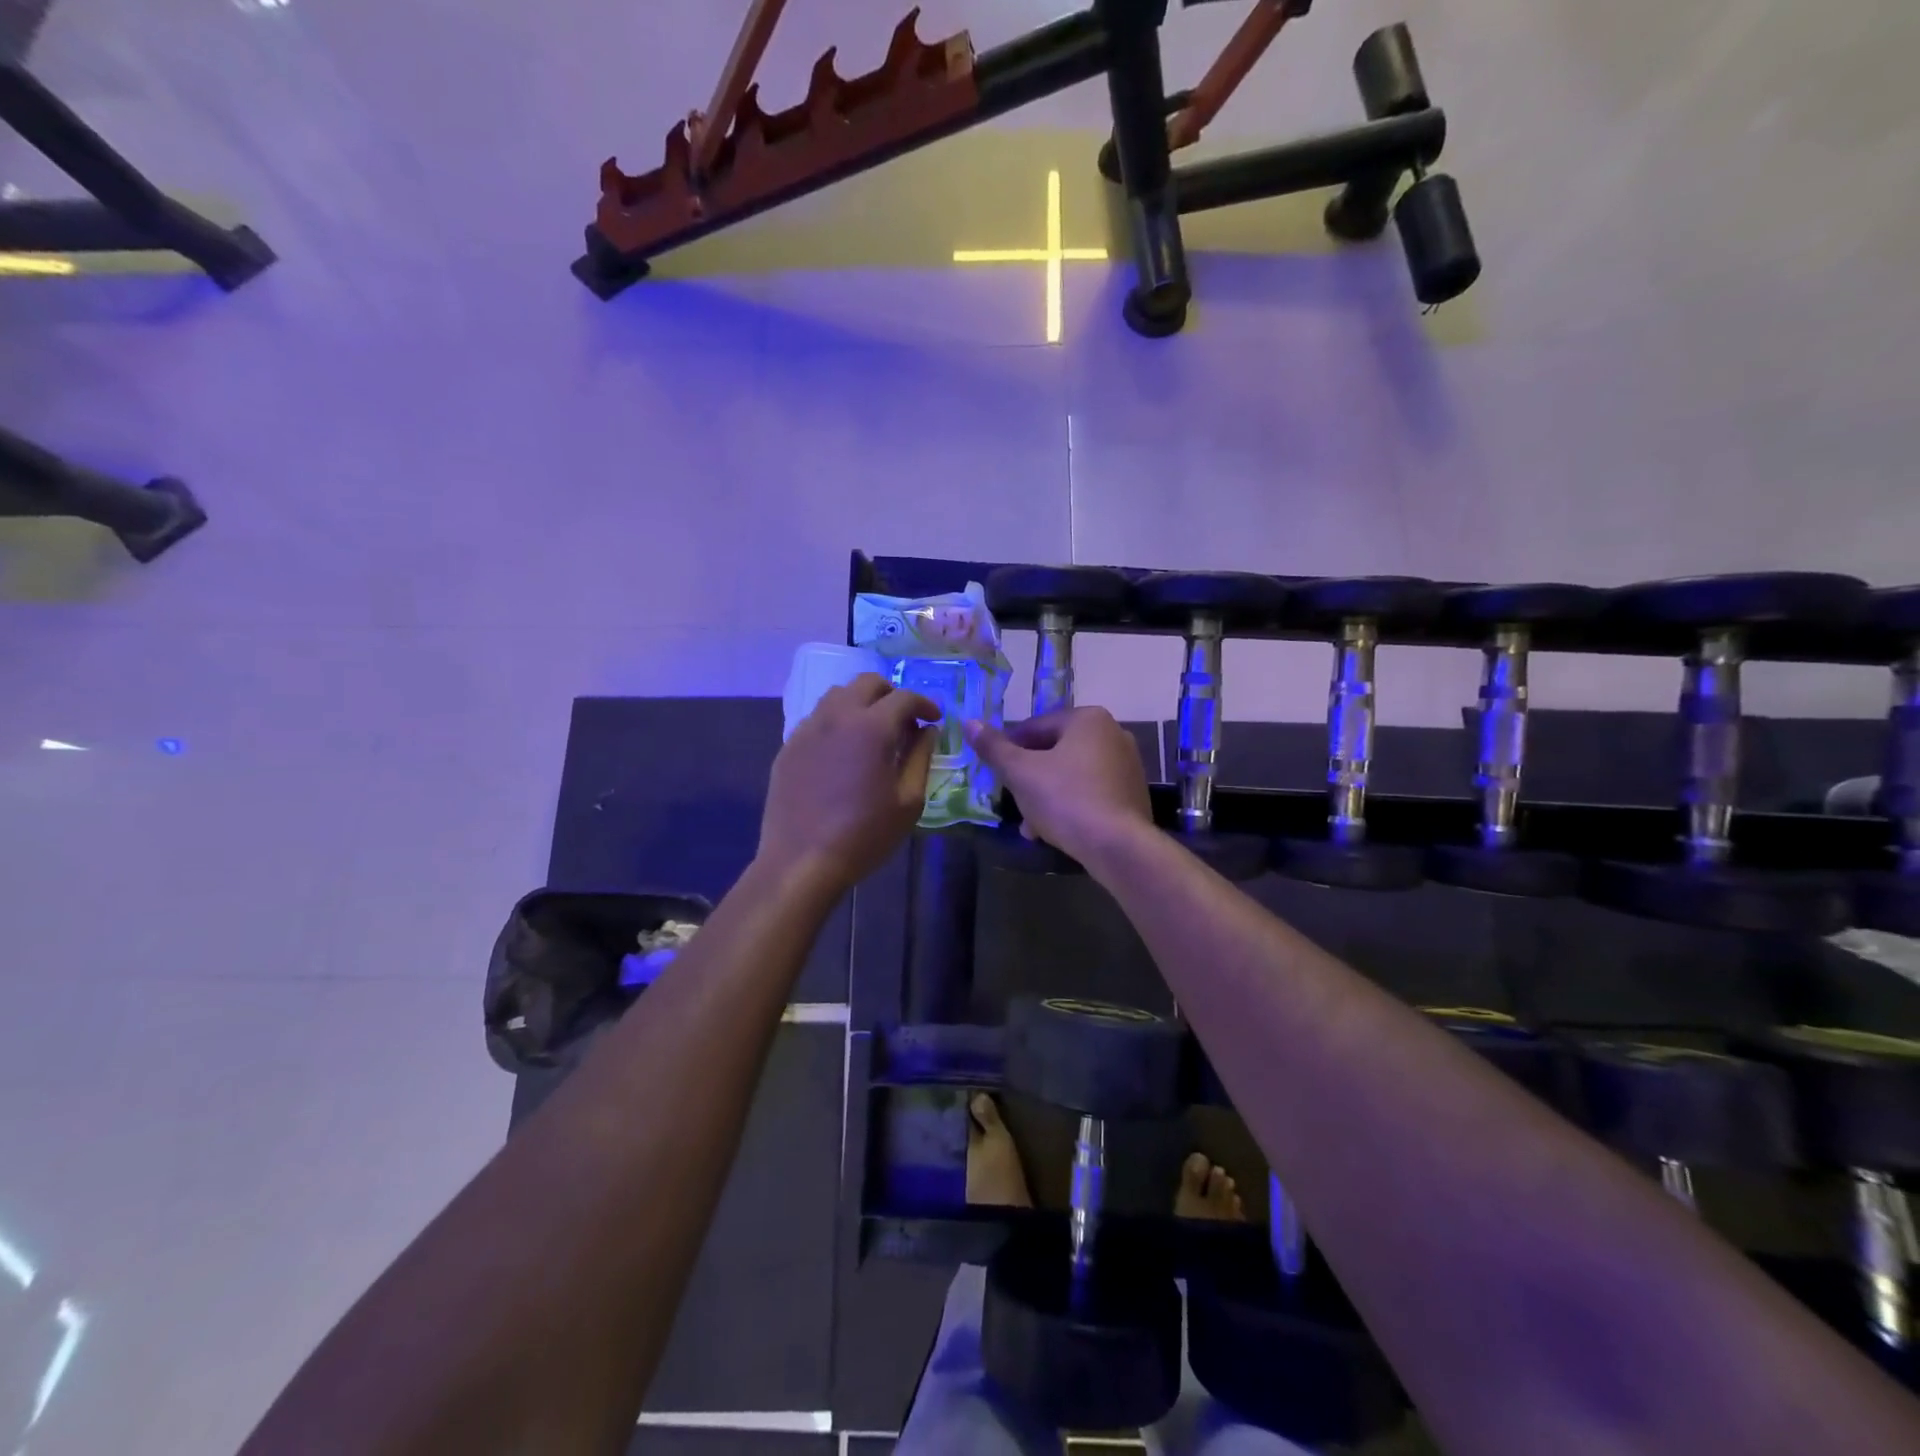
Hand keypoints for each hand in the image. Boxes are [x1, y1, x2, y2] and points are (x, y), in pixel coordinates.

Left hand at [758, 675, 939, 892]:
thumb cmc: (864, 835)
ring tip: (873, 731)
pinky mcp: (788, 747)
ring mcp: (807, 730)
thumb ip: (921, 757)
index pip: (904, 697)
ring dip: (861, 703)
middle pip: (867, 683)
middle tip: (904, 720)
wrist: (801, 862)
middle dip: (891, 694)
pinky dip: (837, 722)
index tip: (934, 719)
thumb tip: (927, 730)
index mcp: (871, 728)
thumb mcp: (908, 801)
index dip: (925, 704)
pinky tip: (843, 751)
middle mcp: (837, 717)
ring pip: (837, 695)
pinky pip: (817, 719)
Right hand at [964, 708, 1153, 865]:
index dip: (1009, 751)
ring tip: (1030, 827)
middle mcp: (1113, 733)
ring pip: (1071, 775)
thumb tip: (969, 723)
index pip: (1035, 727)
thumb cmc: (1065, 799)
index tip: (996, 775)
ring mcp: (1127, 765)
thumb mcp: (1020, 773)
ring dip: (1046, 797)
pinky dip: (1071, 806)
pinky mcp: (1132, 794)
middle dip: (1029, 779)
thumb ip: (994, 748)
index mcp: (1088, 719)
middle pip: (1055, 752)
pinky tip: (1054, 832)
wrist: (1117, 846)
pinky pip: (1091, 793)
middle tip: (1012, 804)